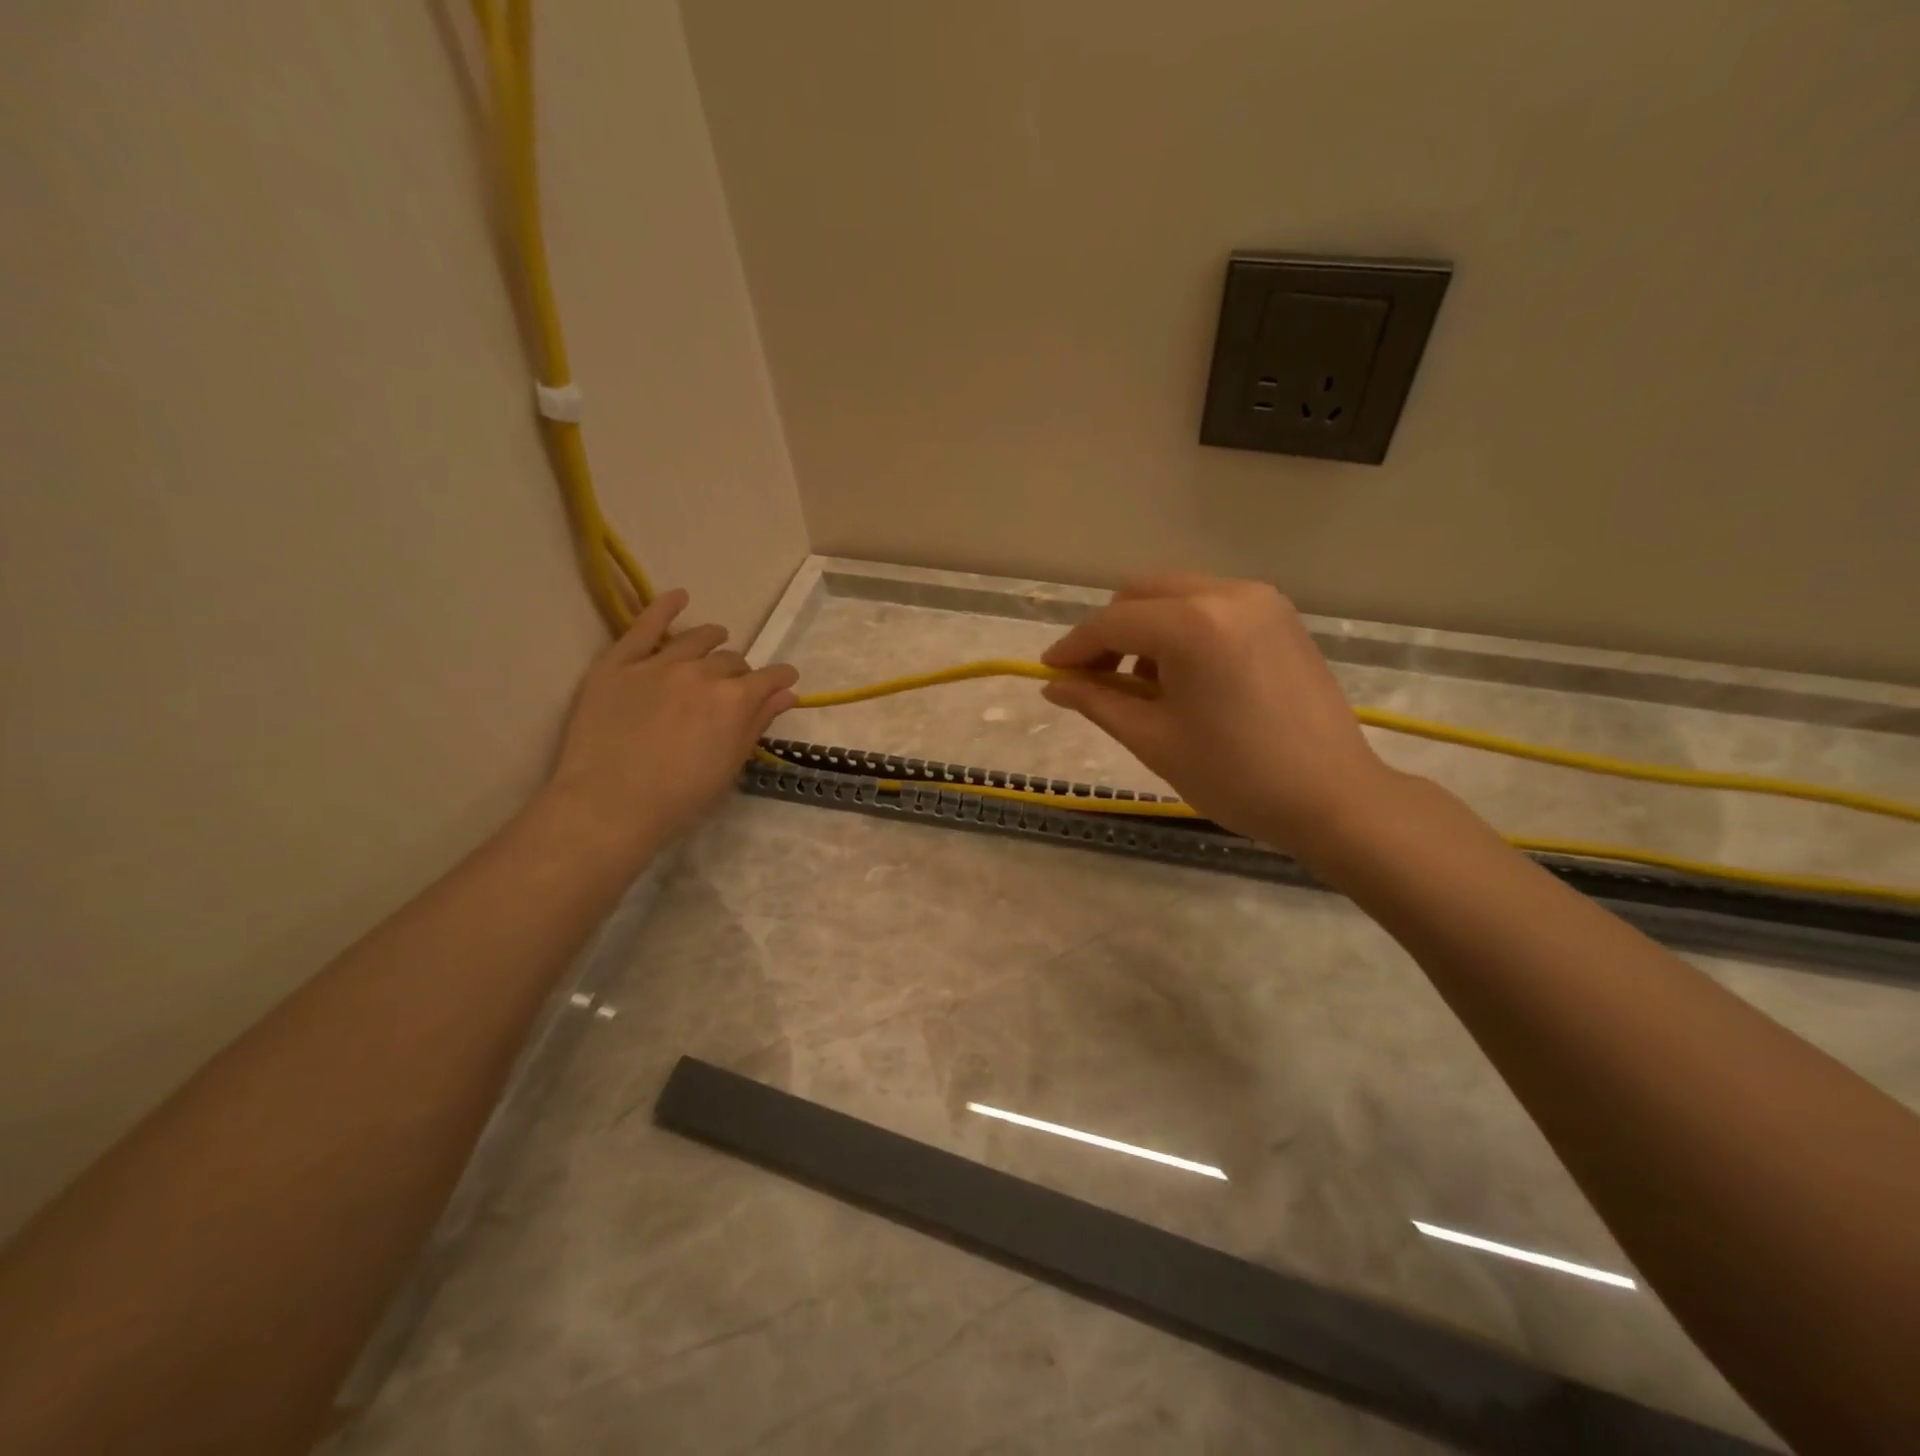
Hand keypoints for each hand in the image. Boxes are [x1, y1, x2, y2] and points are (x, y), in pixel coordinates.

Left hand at [542, 589, 797, 864]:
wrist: (609, 806)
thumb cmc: (679, 799)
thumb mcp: (730, 766)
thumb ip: (758, 724)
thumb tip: (787, 694)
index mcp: (735, 701)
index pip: (770, 677)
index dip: (780, 679)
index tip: (784, 682)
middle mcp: (703, 673)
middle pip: (732, 660)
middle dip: (740, 672)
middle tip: (734, 688)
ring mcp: (659, 664)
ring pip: (697, 639)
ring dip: (713, 639)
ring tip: (716, 639)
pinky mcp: (619, 663)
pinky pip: (644, 625)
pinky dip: (664, 607)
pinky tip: (679, 597)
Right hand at [1040, 574, 1395, 856]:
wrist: (1333, 798)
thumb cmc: (1235, 776)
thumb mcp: (1154, 740)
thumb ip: (1097, 701)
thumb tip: (1054, 686)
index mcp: (1194, 625)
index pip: (1112, 623)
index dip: (1074, 648)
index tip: (1050, 674)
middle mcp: (1227, 593)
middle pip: (1141, 592)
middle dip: (1108, 631)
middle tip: (1095, 679)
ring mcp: (1260, 599)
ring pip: (1175, 593)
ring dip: (1145, 628)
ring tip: (1142, 683)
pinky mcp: (1280, 615)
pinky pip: (1211, 604)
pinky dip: (1182, 628)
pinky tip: (1184, 675)